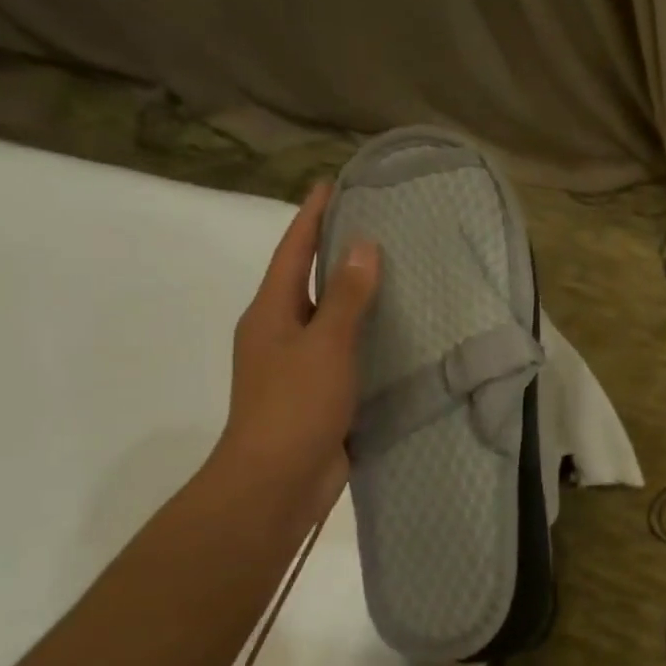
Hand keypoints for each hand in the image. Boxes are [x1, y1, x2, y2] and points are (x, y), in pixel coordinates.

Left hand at [211, 181, 379, 513]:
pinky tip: (395, 330)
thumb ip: (345, 296)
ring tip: (393, 271)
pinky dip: (365, 333)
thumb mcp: (324, 344)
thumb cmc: (295, 405)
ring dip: (353, 294)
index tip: (332, 185)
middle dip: (332, 251)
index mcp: (270, 313)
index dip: (311, 217)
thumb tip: (362, 245)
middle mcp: (279, 332)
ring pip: (328, 317)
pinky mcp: (319, 391)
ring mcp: (297, 364)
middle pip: (307, 280)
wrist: (278, 480)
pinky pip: (344, 350)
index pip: (292, 253)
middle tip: (373, 223)